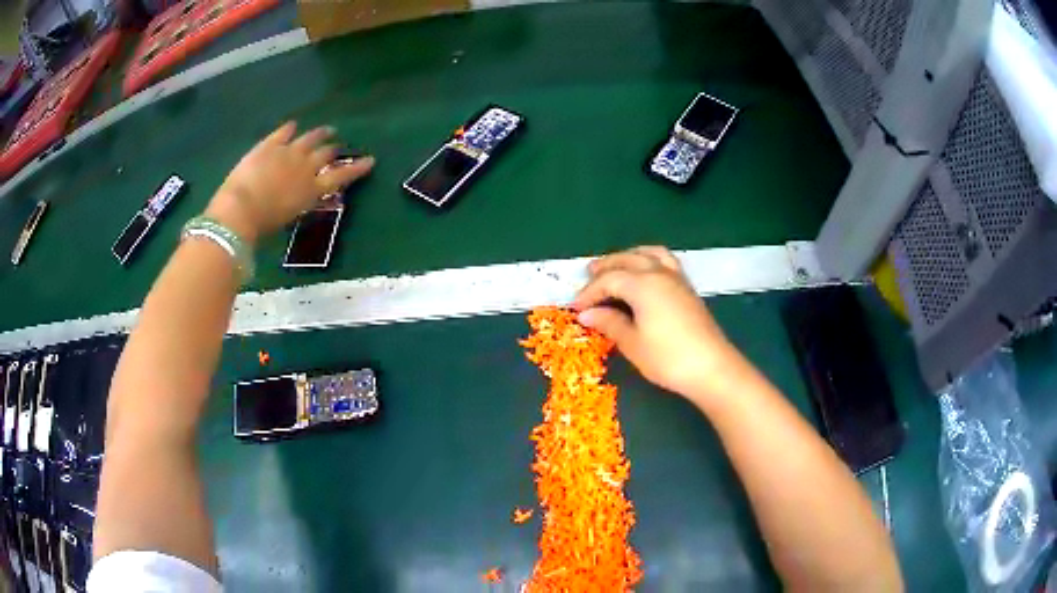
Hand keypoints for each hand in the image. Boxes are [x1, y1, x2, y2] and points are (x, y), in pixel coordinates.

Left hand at [206, 122, 374, 244]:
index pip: (341, 176)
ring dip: (319, 134)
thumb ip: (298, 204)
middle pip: (325, 154)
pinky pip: (282, 133)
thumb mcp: (288, 219)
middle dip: (333, 149)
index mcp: (312, 190)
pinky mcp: (269, 145)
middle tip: (337, 146)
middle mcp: (305, 167)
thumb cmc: (262, 226)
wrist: (240, 209)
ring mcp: (288, 152)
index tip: (370, 160)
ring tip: (327, 130)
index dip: (356, 168)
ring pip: (309, 138)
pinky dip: (289, 129)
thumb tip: (300, 199)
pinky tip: (293, 125)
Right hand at [573, 246, 740, 400]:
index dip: (589, 293)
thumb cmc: (668, 358)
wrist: (712, 368)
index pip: (608, 280)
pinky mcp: (687, 288)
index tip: (575, 308)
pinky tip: (644, 275)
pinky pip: (664, 261)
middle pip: (627, 260)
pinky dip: (648, 260)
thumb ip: (609, 323)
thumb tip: (587, 314)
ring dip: (628, 257)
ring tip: (615, 267)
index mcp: (642, 284)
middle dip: (605, 267)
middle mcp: (659, 273)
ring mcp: (676, 278)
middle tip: (588, 276)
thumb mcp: (633, 344)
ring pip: (648, 255)